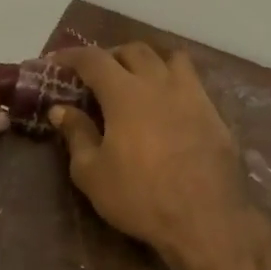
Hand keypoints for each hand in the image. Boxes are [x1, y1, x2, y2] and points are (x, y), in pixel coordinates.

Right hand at [49, 43, 251, 263]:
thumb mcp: (92, 173)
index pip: (93, 59)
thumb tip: (61, 109)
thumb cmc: (140, 197)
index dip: (72, 55)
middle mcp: (159, 83)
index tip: (56, 60)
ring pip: (170, 58)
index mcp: (125, 94)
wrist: (206, 219)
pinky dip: (173, 81)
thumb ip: (76, 134)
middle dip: (111, 55)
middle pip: (134, 50)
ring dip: (148, 60)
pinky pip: (192, 81)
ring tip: (137, 79)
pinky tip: (167, 104)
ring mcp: (192, 95)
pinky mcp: (214, 113)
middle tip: (97, 74)